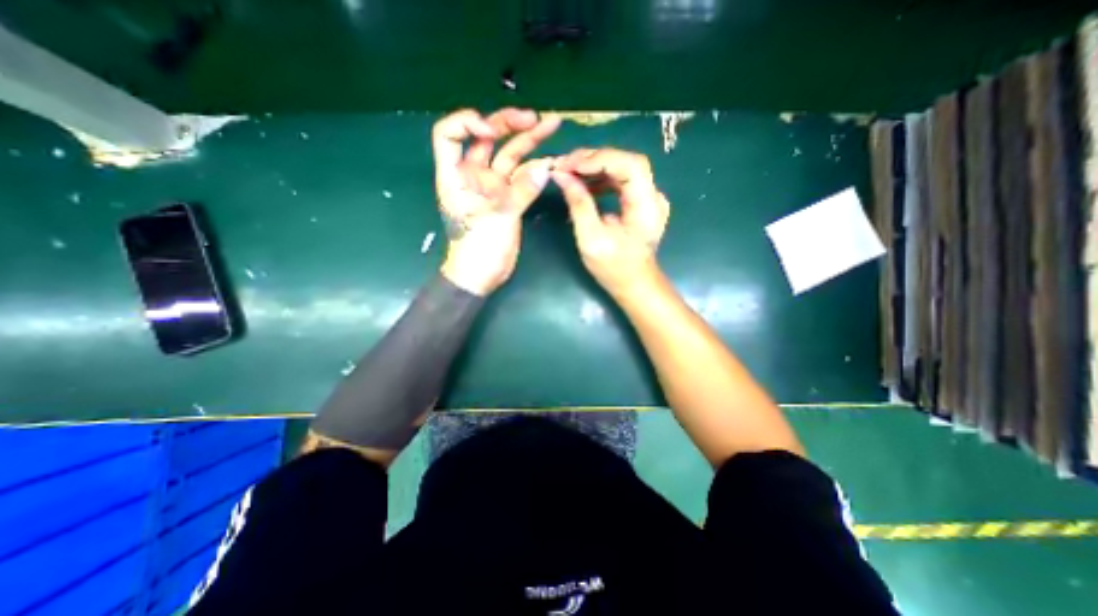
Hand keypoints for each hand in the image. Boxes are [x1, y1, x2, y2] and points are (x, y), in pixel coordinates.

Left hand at [433, 106, 560, 295]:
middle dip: (509, 124)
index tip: (491, 130)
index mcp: (456, 175)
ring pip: (509, 156)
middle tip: (536, 118)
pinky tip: (550, 161)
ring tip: (551, 125)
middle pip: (487, 139)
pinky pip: (522, 178)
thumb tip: (545, 168)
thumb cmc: (477, 248)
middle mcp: (473, 175)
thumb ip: (521, 192)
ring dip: (528, 141)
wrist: (482, 276)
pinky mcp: (508, 199)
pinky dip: (535, 169)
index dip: (468, 123)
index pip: (450, 134)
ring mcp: (492, 187)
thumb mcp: (496, 218)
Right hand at [554, 147, 663, 295]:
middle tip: (565, 165)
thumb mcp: (591, 240)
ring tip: (570, 172)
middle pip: (626, 162)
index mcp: (646, 207)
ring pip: (622, 168)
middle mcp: (653, 196)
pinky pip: (621, 180)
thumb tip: (562, 176)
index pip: (630, 165)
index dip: (600, 159)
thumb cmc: (614, 268)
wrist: (634, 283)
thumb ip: (579, 205)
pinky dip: (601, 178)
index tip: (571, 165)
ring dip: (595, 167)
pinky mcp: (641, 202)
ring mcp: (649, 198)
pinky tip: (585, 184)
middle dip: (594, 159)